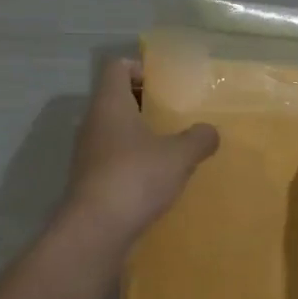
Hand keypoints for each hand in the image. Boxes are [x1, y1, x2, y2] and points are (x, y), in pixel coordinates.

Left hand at [62, 59, 219, 244]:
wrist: (96, 230)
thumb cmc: (136, 178)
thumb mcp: (179, 156)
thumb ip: (199, 139)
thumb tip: (210, 132)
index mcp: (110, 104)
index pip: (117, 67)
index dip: (140, 68)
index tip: (165, 84)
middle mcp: (93, 123)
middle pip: (116, 99)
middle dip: (145, 104)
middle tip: (175, 115)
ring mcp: (88, 154)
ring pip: (114, 132)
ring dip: (140, 135)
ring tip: (171, 148)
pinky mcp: (90, 181)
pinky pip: (114, 160)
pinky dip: (133, 162)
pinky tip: (156, 178)